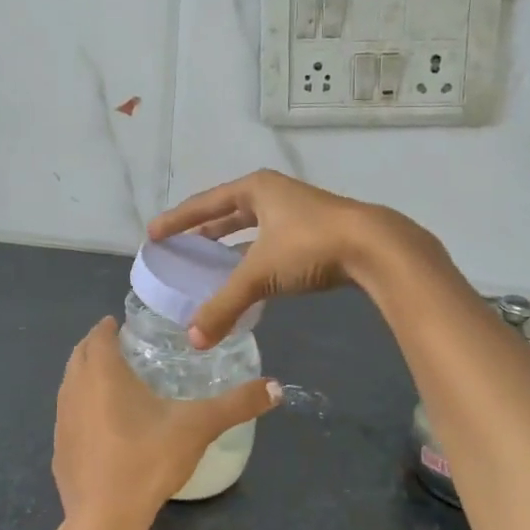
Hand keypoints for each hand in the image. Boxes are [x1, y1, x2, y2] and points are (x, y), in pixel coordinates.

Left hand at [53, 319, 280, 529]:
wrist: (104, 520)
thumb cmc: (148, 460)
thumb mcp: (198, 427)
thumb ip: (237, 404)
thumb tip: (276, 388)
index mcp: (103, 373)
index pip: (98, 335)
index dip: (110, 327)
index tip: (125, 326)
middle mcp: (74, 389)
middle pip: (80, 355)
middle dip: (97, 346)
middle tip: (124, 348)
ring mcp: (61, 421)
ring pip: (70, 384)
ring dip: (86, 375)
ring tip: (114, 383)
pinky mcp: (59, 450)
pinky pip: (69, 415)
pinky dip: (82, 408)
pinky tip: (104, 427)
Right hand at [147, 171, 437, 348]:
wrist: (375, 247)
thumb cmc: (310, 246)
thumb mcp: (260, 274)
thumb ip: (225, 305)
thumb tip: (193, 340)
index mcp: (256, 189)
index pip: (205, 203)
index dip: (178, 220)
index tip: (154, 233)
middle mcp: (275, 194)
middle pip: (229, 210)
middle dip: (204, 228)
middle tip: (180, 246)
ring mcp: (298, 211)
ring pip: (254, 227)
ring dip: (231, 243)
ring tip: (209, 261)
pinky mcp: (316, 232)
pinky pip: (272, 241)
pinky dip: (255, 256)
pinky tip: (250, 276)